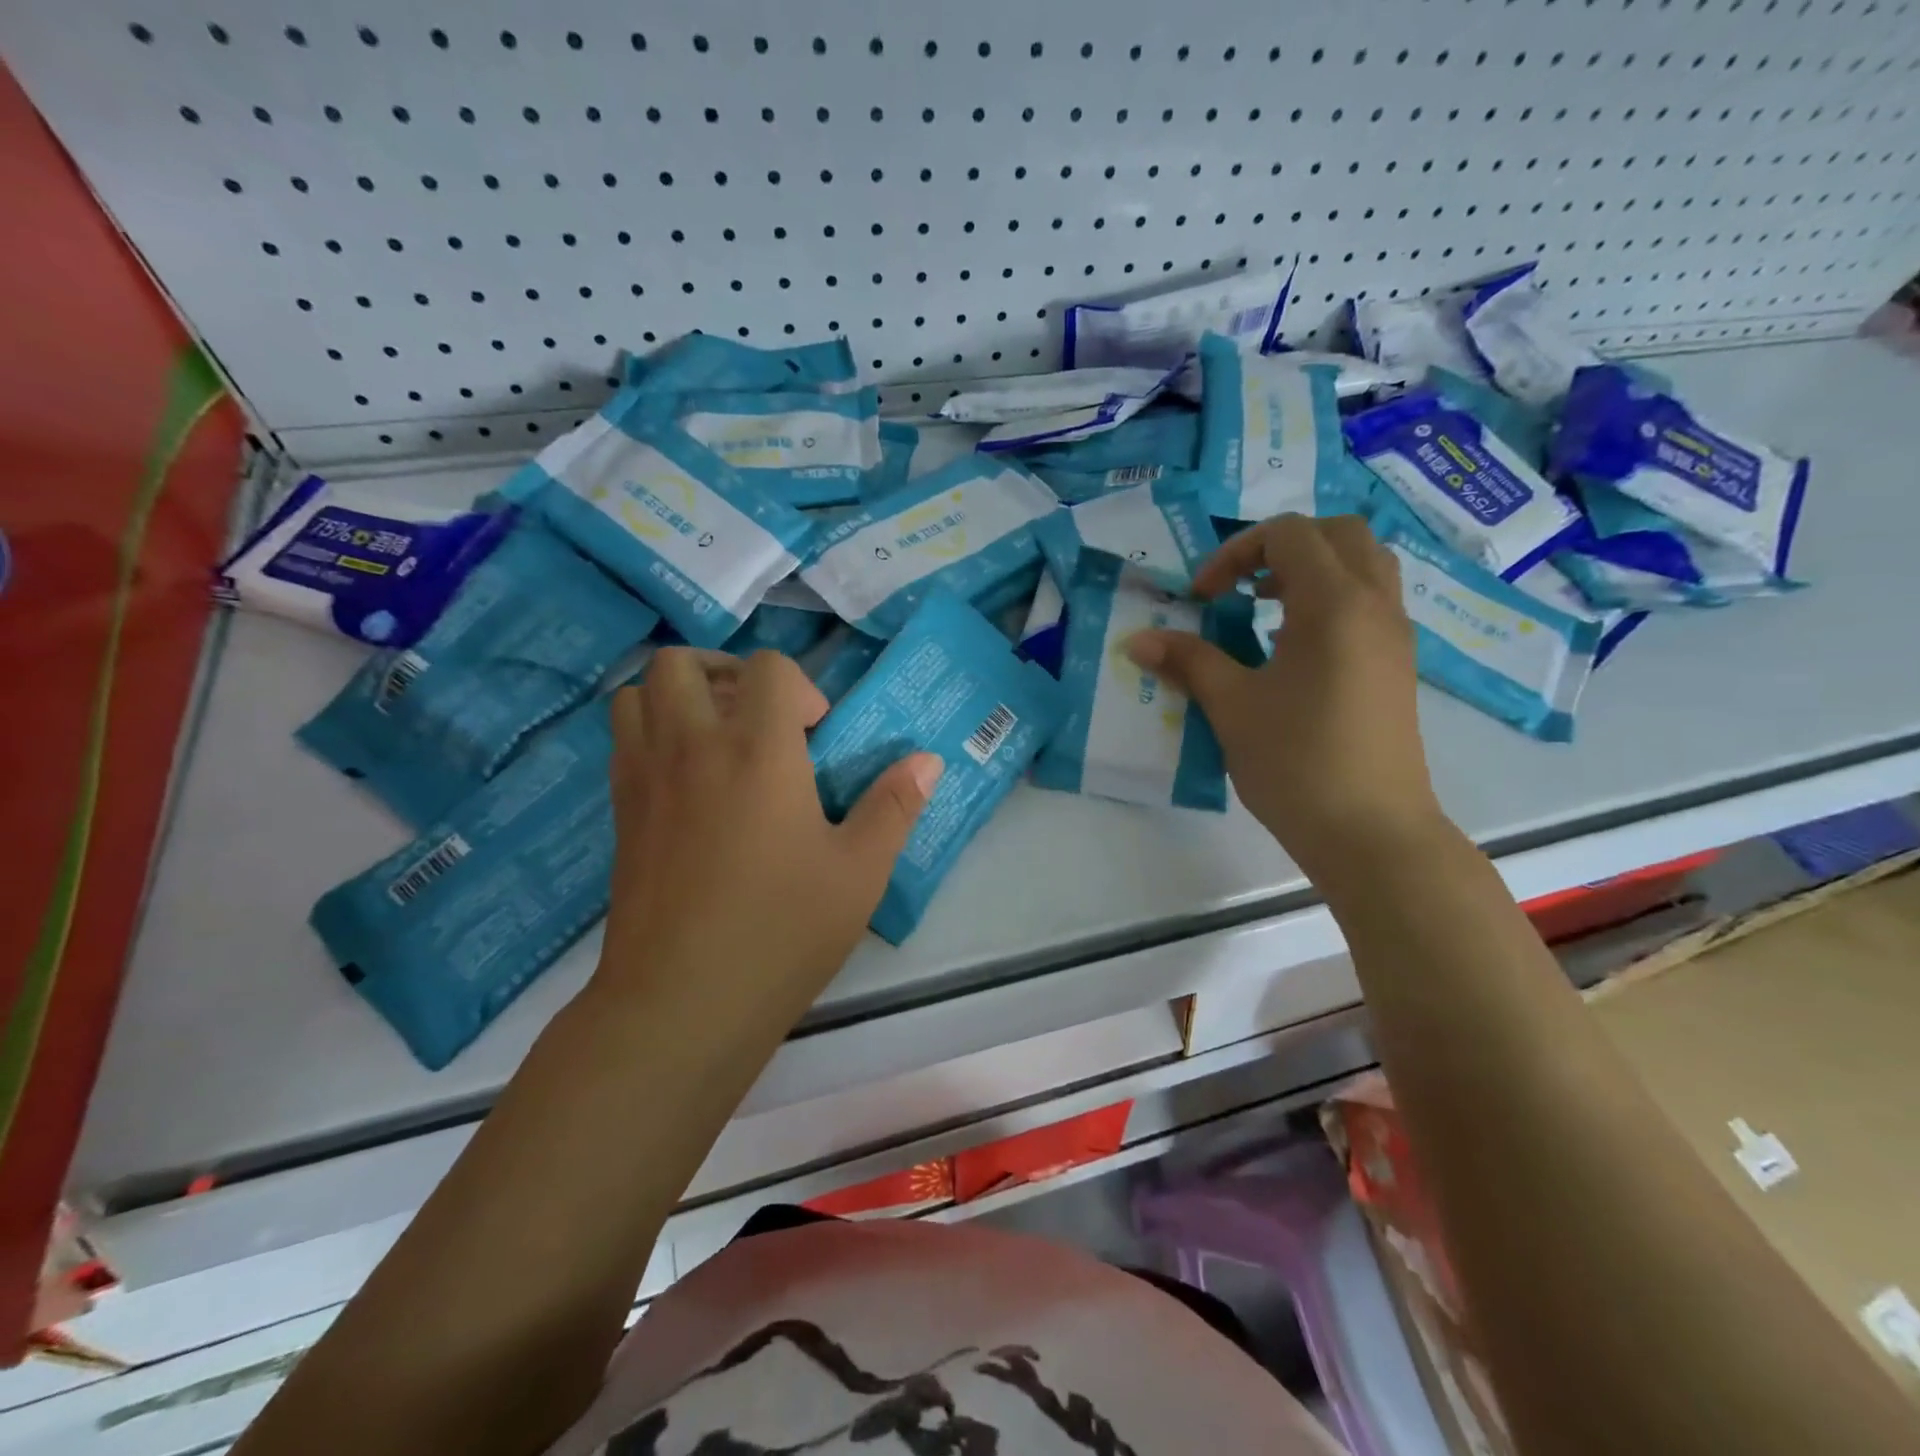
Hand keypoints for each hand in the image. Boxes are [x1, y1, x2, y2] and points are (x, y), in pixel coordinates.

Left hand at [598, 649, 941, 1009]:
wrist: (681, 1002)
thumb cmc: (782, 931)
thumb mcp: (859, 871)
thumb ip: (893, 806)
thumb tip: (928, 759)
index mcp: (757, 750)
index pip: (768, 667)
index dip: (799, 687)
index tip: (815, 737)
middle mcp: (692, 746)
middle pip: (682, 663)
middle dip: (726, 673)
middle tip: (758, 719)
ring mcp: (645, 776)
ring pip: (639, 692)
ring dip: (678, 696)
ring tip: (716, 738)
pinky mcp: (620, 811)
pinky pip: (624, 739)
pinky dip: (652, 732)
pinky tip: (689, 782)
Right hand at [1126, 513, 1444, 878]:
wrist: (1372, 833)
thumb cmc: (1297, 763)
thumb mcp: (1232, 707)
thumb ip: (1188, 662)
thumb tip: (1136, 640)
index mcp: (1335, 603)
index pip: (1289, 534)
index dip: (1235, 553)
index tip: (1202, 599)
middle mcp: (1375, 605)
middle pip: (1338, 534)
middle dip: (1280, 548)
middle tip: (1240, 588)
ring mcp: (1394, 636)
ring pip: (1363, 565)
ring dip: (1311, 571)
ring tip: (1265, 611)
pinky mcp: (1398, 666)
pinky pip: (1370, 603)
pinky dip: (1331, 601)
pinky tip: (1292, 652)